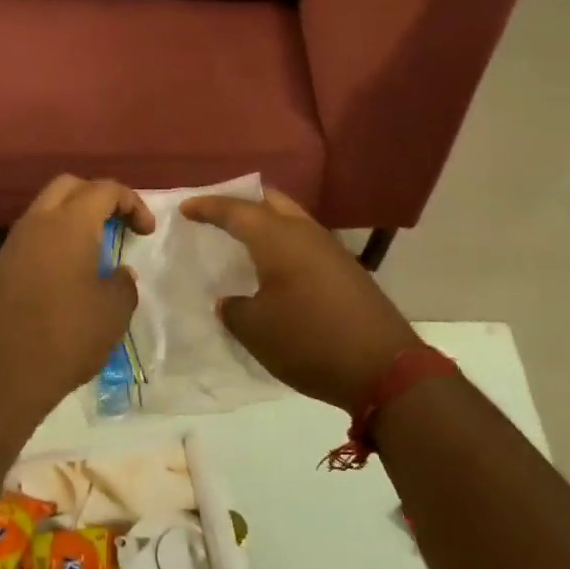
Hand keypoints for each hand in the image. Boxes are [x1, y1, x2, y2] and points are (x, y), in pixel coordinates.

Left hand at [0, 175, 155, 429]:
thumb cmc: (65, 338)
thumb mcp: (112, 314)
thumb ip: (122, 284)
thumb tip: (117, 273)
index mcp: (68, 224)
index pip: (104, 189)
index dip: (132, 202)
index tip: (146, 232)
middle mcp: (36, 223)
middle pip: (69, 187)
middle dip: (98, 197)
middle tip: (119, 225)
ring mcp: (12, 244)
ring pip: (46, 210)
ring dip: (73, 218)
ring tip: (96, 251)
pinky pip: (32, 237)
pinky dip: (55, 241)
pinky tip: (68, 274)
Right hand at [180, 188, 416, 411]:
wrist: (384, 367)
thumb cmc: (309, 340)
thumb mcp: (256, 330)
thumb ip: (234, 309)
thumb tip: (232, 301)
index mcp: (278, 238)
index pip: (236, 210)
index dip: (208, 207)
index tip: (185, 208)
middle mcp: (305, 233)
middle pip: (270, 201)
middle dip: (242, 202)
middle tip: (218, 214)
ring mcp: (331, 250)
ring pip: (292, 220)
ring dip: (266, 223)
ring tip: (243, 239)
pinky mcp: (346, 270)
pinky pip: (305, 242)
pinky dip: (284, 244)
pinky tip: (275, 267)